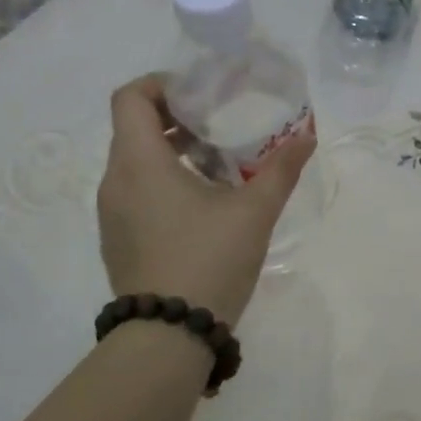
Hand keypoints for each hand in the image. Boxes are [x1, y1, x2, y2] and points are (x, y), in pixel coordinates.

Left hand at [96, 74, 316, 324]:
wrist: (170, 335)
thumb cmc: (209, 260)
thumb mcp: (255, 211)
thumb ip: (281, 169)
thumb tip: (307, 136)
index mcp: (140, 162)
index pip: (130, 97)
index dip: (163, 84)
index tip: (202, 94)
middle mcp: (115, 180)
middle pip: (135, 128)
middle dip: (178, 119)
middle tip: (222, 127)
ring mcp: (112, 214)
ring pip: (136, 163)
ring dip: (173, 154)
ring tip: (219, 168)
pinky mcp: (118, 239)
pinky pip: (136, 193)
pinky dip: (164, 183)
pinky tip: (203, 208)